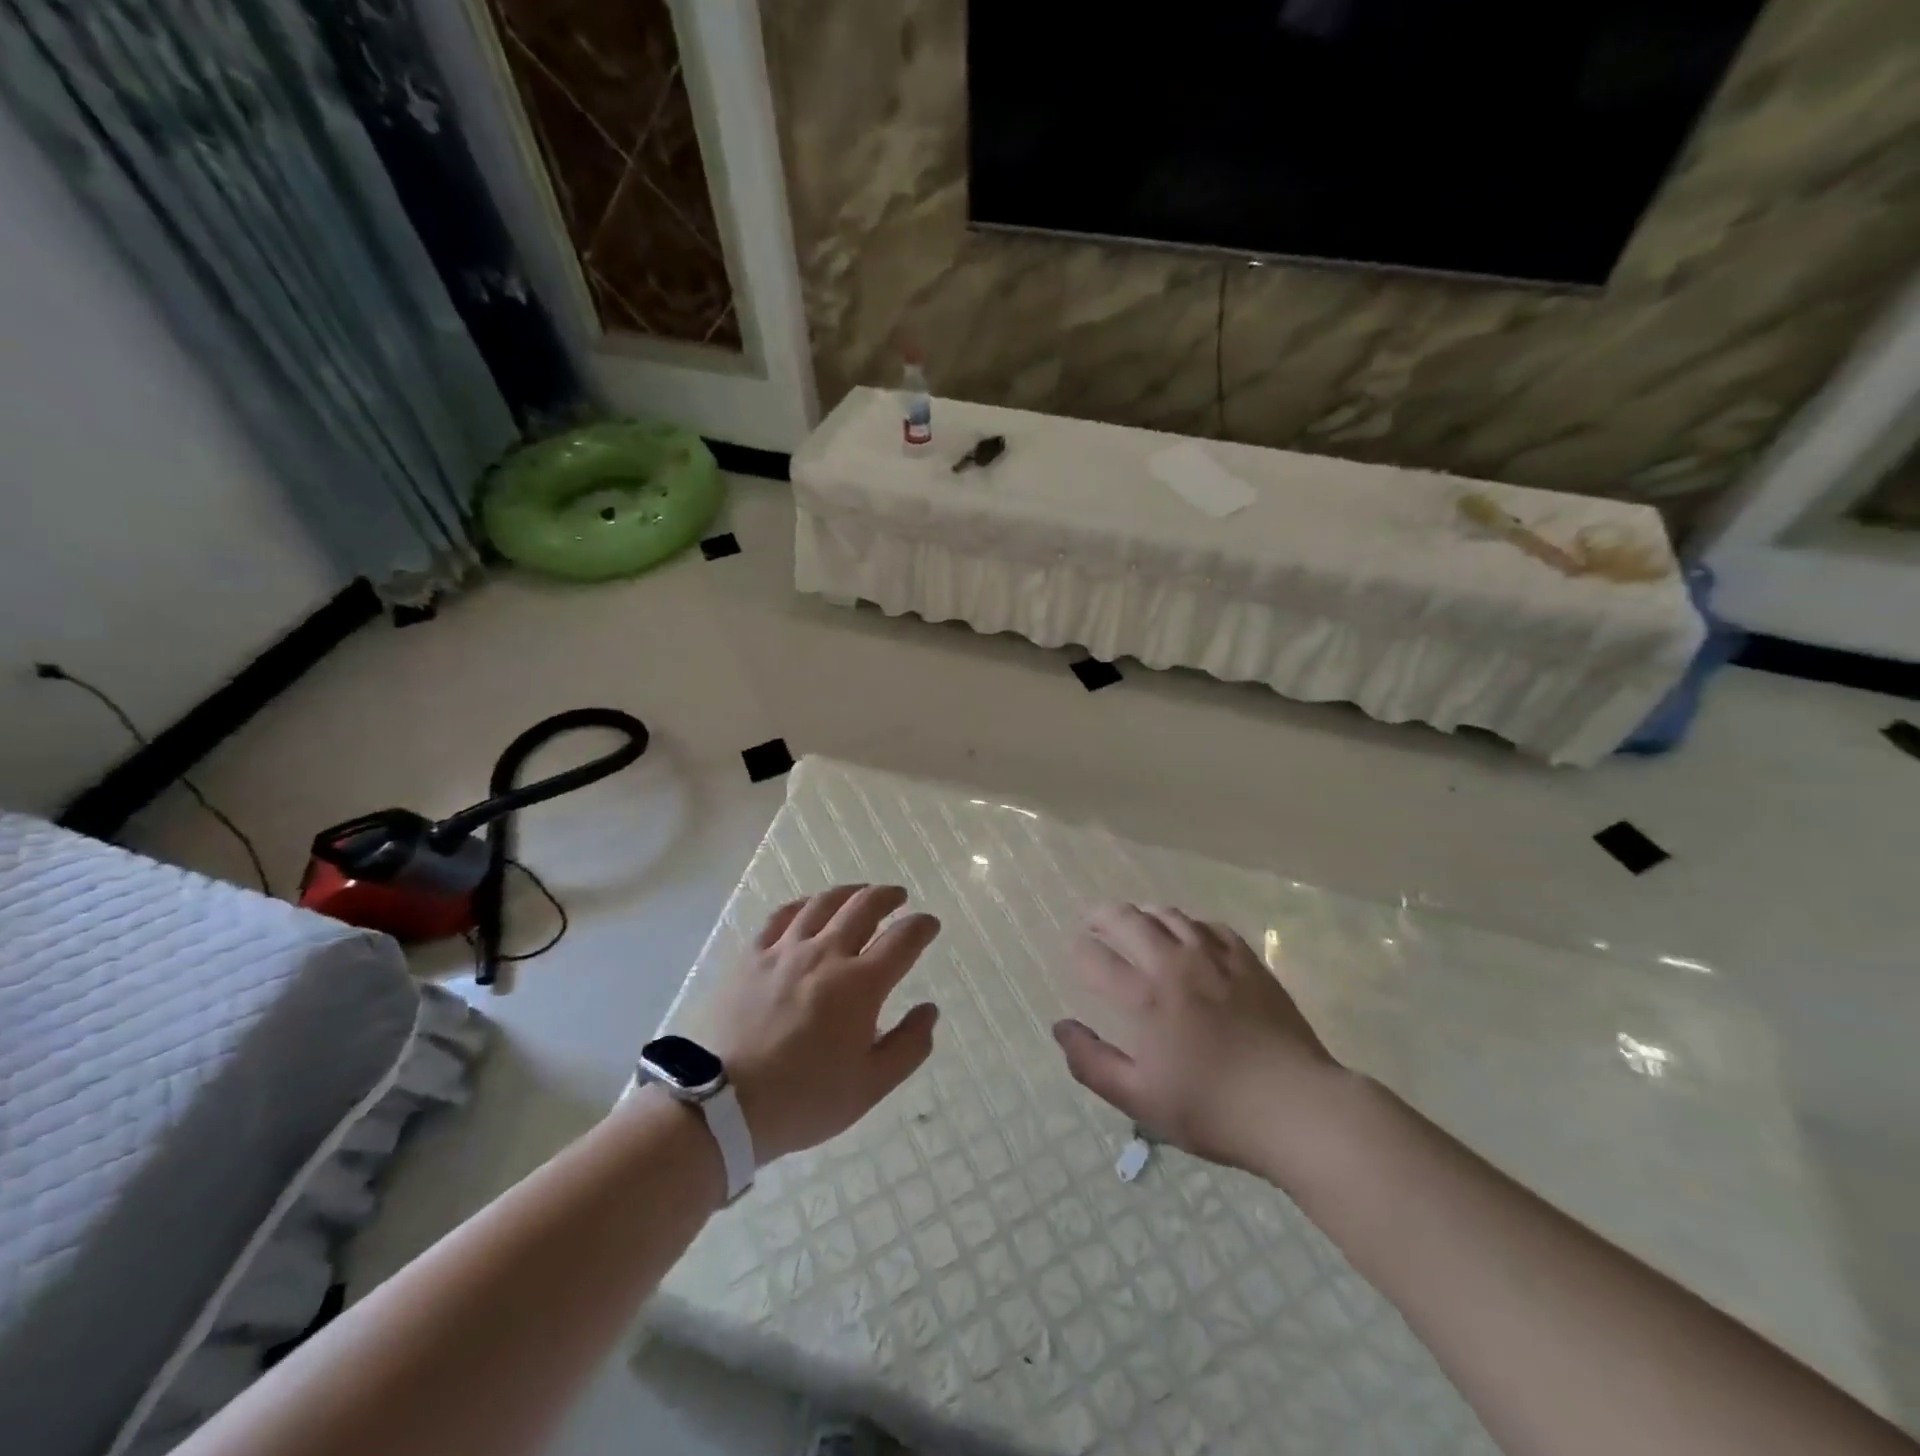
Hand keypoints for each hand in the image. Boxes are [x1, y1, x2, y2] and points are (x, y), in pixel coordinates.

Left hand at [710, 885, 940, 1162]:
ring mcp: (785, 950)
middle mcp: (826, 954)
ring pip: (823, 903)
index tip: (929, 924)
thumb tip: (929, 1010)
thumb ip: (908, 1046)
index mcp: (861, 984)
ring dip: (849, 892)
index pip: (903, 939)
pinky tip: (808, 907)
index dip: (921, 926)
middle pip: (864, 907)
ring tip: (859, 893)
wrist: (722, 1105)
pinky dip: (804, 904)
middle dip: (887, 897)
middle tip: (898, 897)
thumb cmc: (804, 1099)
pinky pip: (782, 916)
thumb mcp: (870, 1086)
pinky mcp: (752, 956)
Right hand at [1052, 904, 1346, 1176]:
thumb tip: (1060, 1027)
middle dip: (1102, 916)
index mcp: (1146, 997)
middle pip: (1128, 920)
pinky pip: (1208, 925)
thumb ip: (1092, 1063)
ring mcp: (1214, 957)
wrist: (1296, 1107)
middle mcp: (1175, 964)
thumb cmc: (1213, 1110)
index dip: (1079, 952)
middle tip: (1092, 922)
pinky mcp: (1247, 960)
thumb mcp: (1141, 1100)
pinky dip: (1187, 924)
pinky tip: (1187, 936)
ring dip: (1142, 914)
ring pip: (1168, 915)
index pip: (1096, 958)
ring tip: (1134, 922)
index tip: (1075, 954)